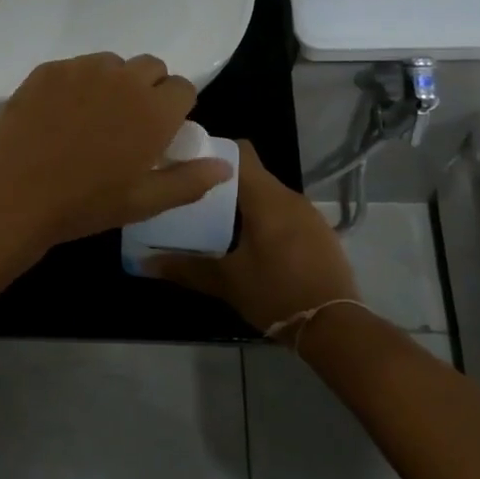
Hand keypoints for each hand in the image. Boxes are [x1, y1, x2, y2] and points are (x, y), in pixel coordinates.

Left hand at [0, 53, 234, 250]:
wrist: (12, 196)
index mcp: (153, 111)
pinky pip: (75, 67)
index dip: (174, 108)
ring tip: (91, 119)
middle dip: (147, 90)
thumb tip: (225, 165)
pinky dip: (76, 84)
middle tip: (127, 124)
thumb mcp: (143, 202)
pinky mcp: (47, 70)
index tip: (159, 131)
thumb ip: (190, 180)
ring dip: (112, 83)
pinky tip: (59, 116)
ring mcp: (81, 70)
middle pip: (151, 67)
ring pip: (112, 64)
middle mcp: (123, 80)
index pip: (183, 88)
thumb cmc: (84, 204)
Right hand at [143, 142, 356, 333]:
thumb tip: (143, 263)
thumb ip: (185, 267)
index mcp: (266, 198)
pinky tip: (251, 247)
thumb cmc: (275, 292)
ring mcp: (310, 215)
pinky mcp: (320, 235)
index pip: (239, 152)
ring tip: (217, 224)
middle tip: (193, 201)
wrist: (335, 327)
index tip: (188, 166)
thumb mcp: (225, 282)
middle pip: (252, 175)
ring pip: (269, 196)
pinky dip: (266, 221)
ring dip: (245, 205)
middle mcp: (290, 197)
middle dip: (223, 185)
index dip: (213, 152)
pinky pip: (286, 215)